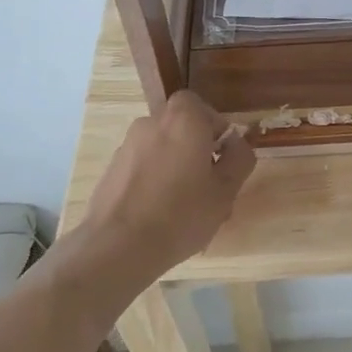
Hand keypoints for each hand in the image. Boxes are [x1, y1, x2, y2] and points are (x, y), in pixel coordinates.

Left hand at [79, 92, 254, 280]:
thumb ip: (239, 158)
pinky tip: (159, 212)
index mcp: (183, 120)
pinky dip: (154, 179)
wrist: (118, 245)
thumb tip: (236, 142)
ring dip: (175, 164)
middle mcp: (152, 123)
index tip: (221, 157)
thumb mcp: (226, 190)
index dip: (214, 128)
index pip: (201, 106)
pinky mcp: (112, 168)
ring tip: (184, 205)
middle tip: (208, 183)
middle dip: (196, 148)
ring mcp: (127, 145)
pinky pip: (143, 165)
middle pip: (180, 126)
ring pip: (161, 147)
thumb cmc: (181, 214)